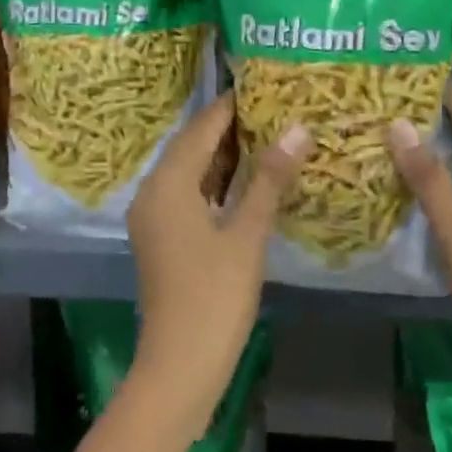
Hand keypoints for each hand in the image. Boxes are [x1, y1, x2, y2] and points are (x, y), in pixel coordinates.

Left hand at [126, 93, 310, 422]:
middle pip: (193, 146)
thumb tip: (298, 128)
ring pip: (192, 172)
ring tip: (271, 135)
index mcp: (167, 184)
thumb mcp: (247, 235)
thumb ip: (269, 179)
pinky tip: (250, 180)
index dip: (232, 106)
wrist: (180, 366)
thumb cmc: (214, 297)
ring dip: (226, 156)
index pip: (201, 128)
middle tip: (276, 108)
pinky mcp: (163, 238)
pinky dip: (217, 184)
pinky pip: (190, 195)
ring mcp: (155, 217)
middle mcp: (153, 192)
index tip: (266, 85)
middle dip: (232, 128)